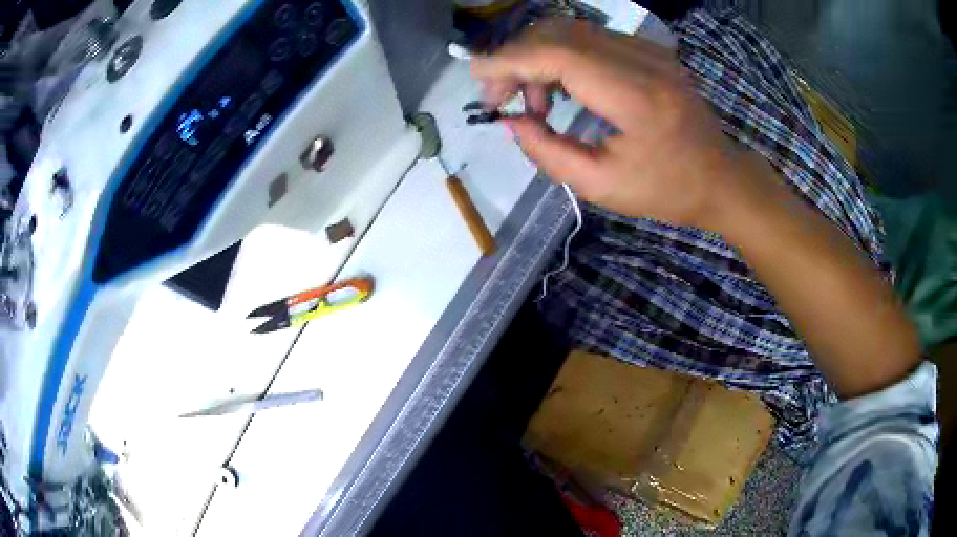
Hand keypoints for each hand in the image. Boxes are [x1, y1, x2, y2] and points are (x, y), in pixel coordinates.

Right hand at [472, 19, 744, 229]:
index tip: (476, 74)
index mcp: (636, 95)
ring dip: (538, 57)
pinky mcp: (650, 51)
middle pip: (559, 34)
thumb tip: (510, 122)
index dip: (509, 59)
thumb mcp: (602, 186)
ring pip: (572, 31)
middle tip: (501, 97)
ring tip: (534, 102)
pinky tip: (561, 88)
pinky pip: (592, 39)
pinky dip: (562, 56)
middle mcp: (643, 60)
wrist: (721, 178)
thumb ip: (548, 152)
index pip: (557, 54)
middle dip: (517, 58)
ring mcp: (649, 50)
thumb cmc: (668, 191)